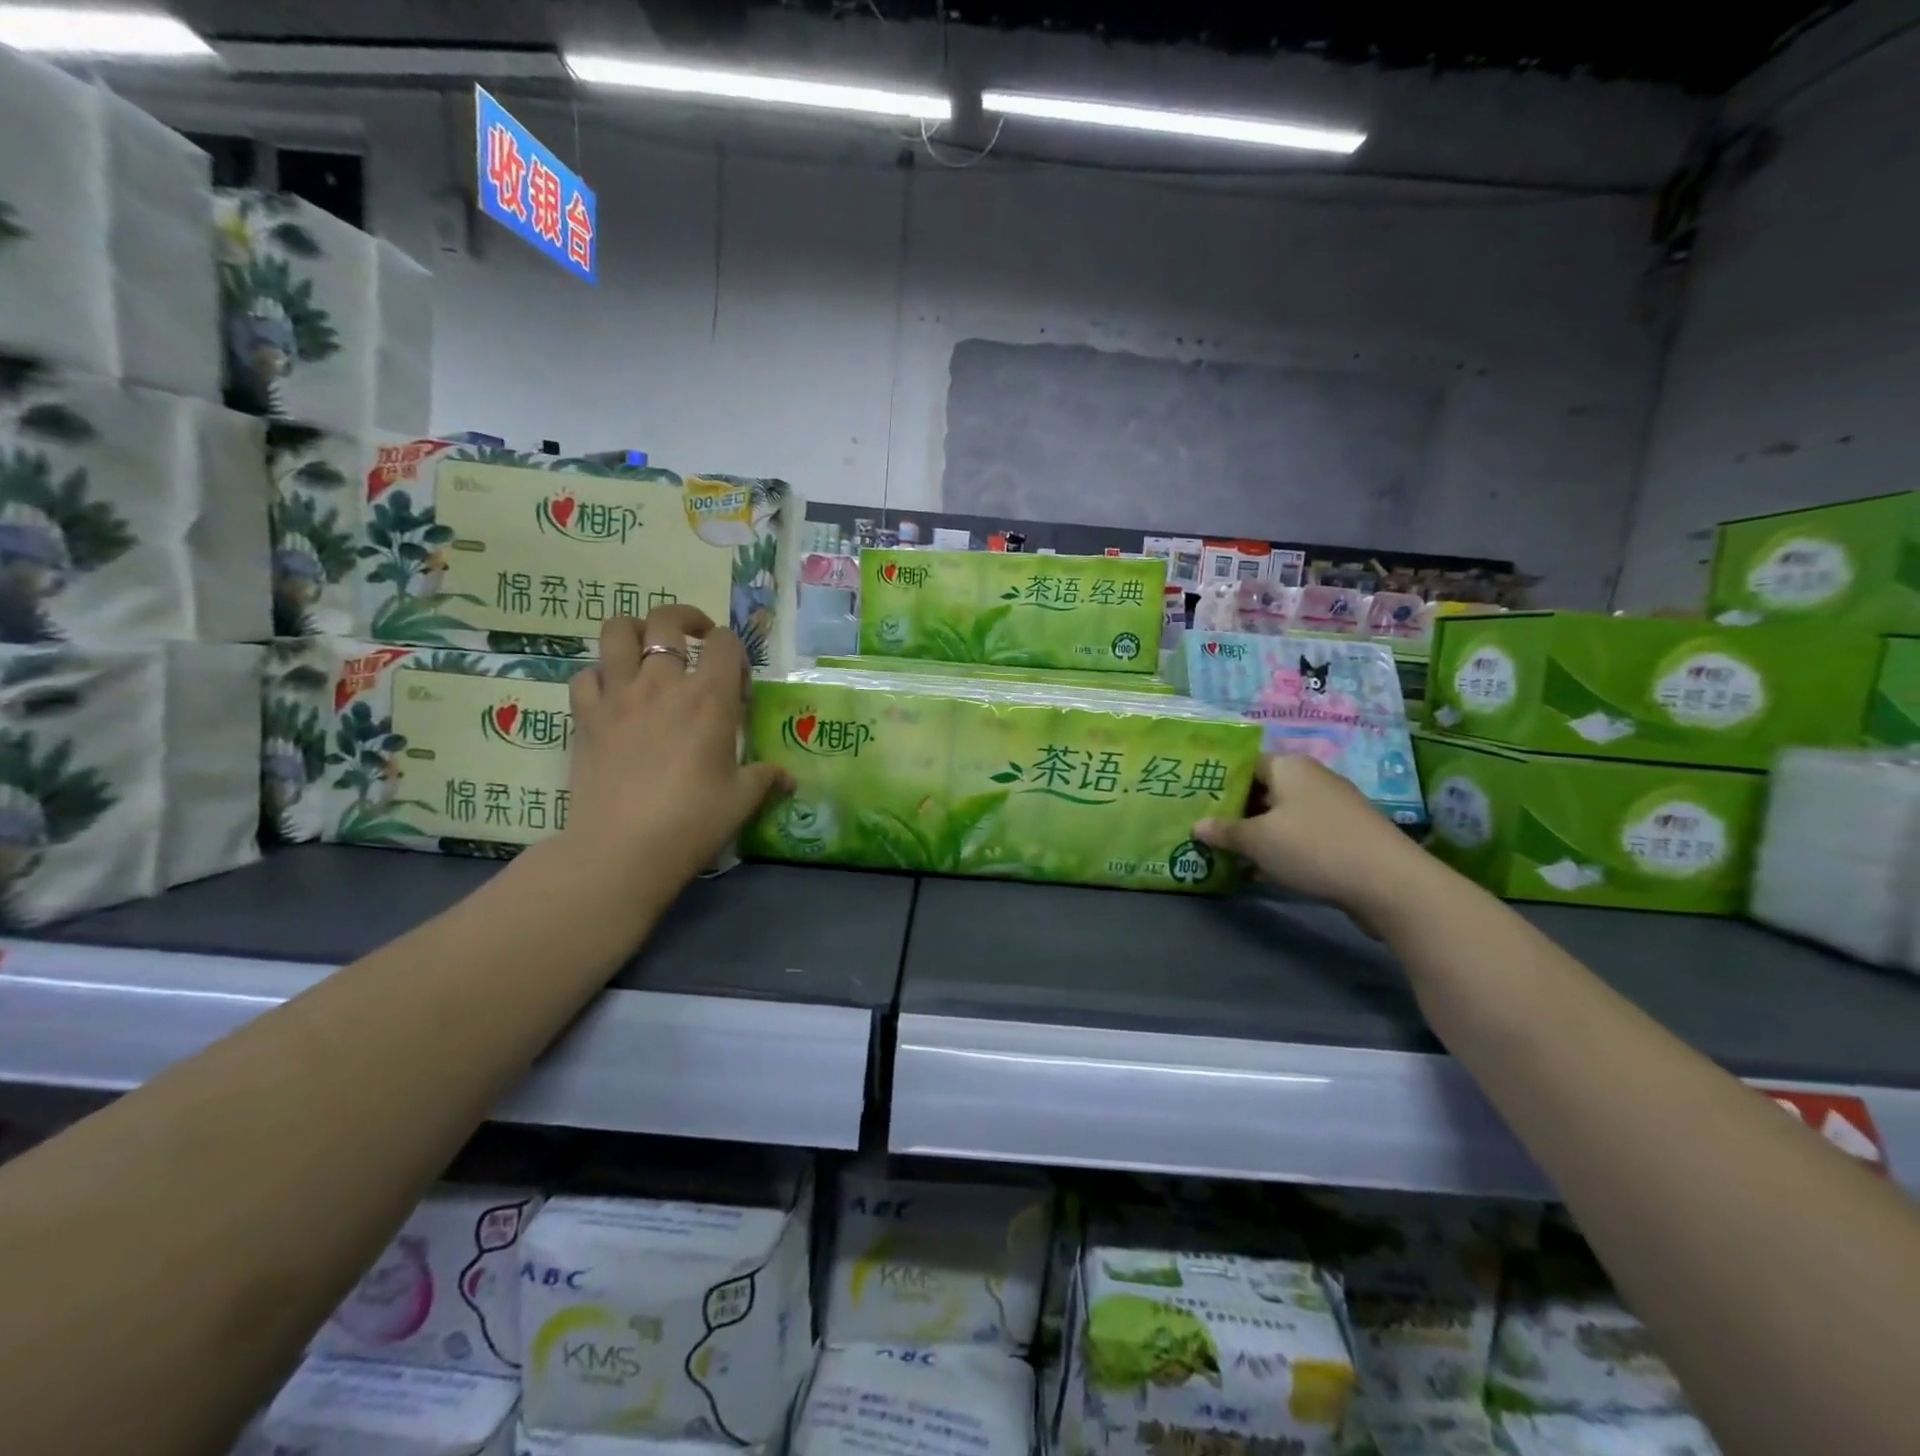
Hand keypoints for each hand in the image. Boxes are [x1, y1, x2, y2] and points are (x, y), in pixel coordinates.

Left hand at [561, 607, 790, 883]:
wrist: (622, 849)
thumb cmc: (692, 821)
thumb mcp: (741, 800)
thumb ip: (766, 778)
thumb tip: (788, 778)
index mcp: (709, 698)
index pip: (725, 643)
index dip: (734, 651)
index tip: (737, 682)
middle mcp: (663, 683)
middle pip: (667, 620)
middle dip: (686, 620)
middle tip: (695, 640)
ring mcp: (618, 695)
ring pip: (616, 632)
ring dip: (635, 630)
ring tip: (646, 649)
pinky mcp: (585, 717)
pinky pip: (585, 675)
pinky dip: (599, 675)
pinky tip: (612, 694)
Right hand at [1193, 755, 1428, 920]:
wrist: (1390, 884)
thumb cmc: (1313, 847)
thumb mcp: (1257, 840)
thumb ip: (1224, 831)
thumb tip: (1198, 825)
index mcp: (1289, 766)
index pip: (1244, 762)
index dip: (1217, 778)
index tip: (1194, 797)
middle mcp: (1311, 779)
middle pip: (1262, 789)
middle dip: (1233, 809)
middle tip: (1202, 827)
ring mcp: (1331, 807)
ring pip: (1280, 815)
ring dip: (1255, 832)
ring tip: (1224, 851)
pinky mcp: (1344, 835)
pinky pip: (1300, 835)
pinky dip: (1279, 848)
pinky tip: (1260, 871)